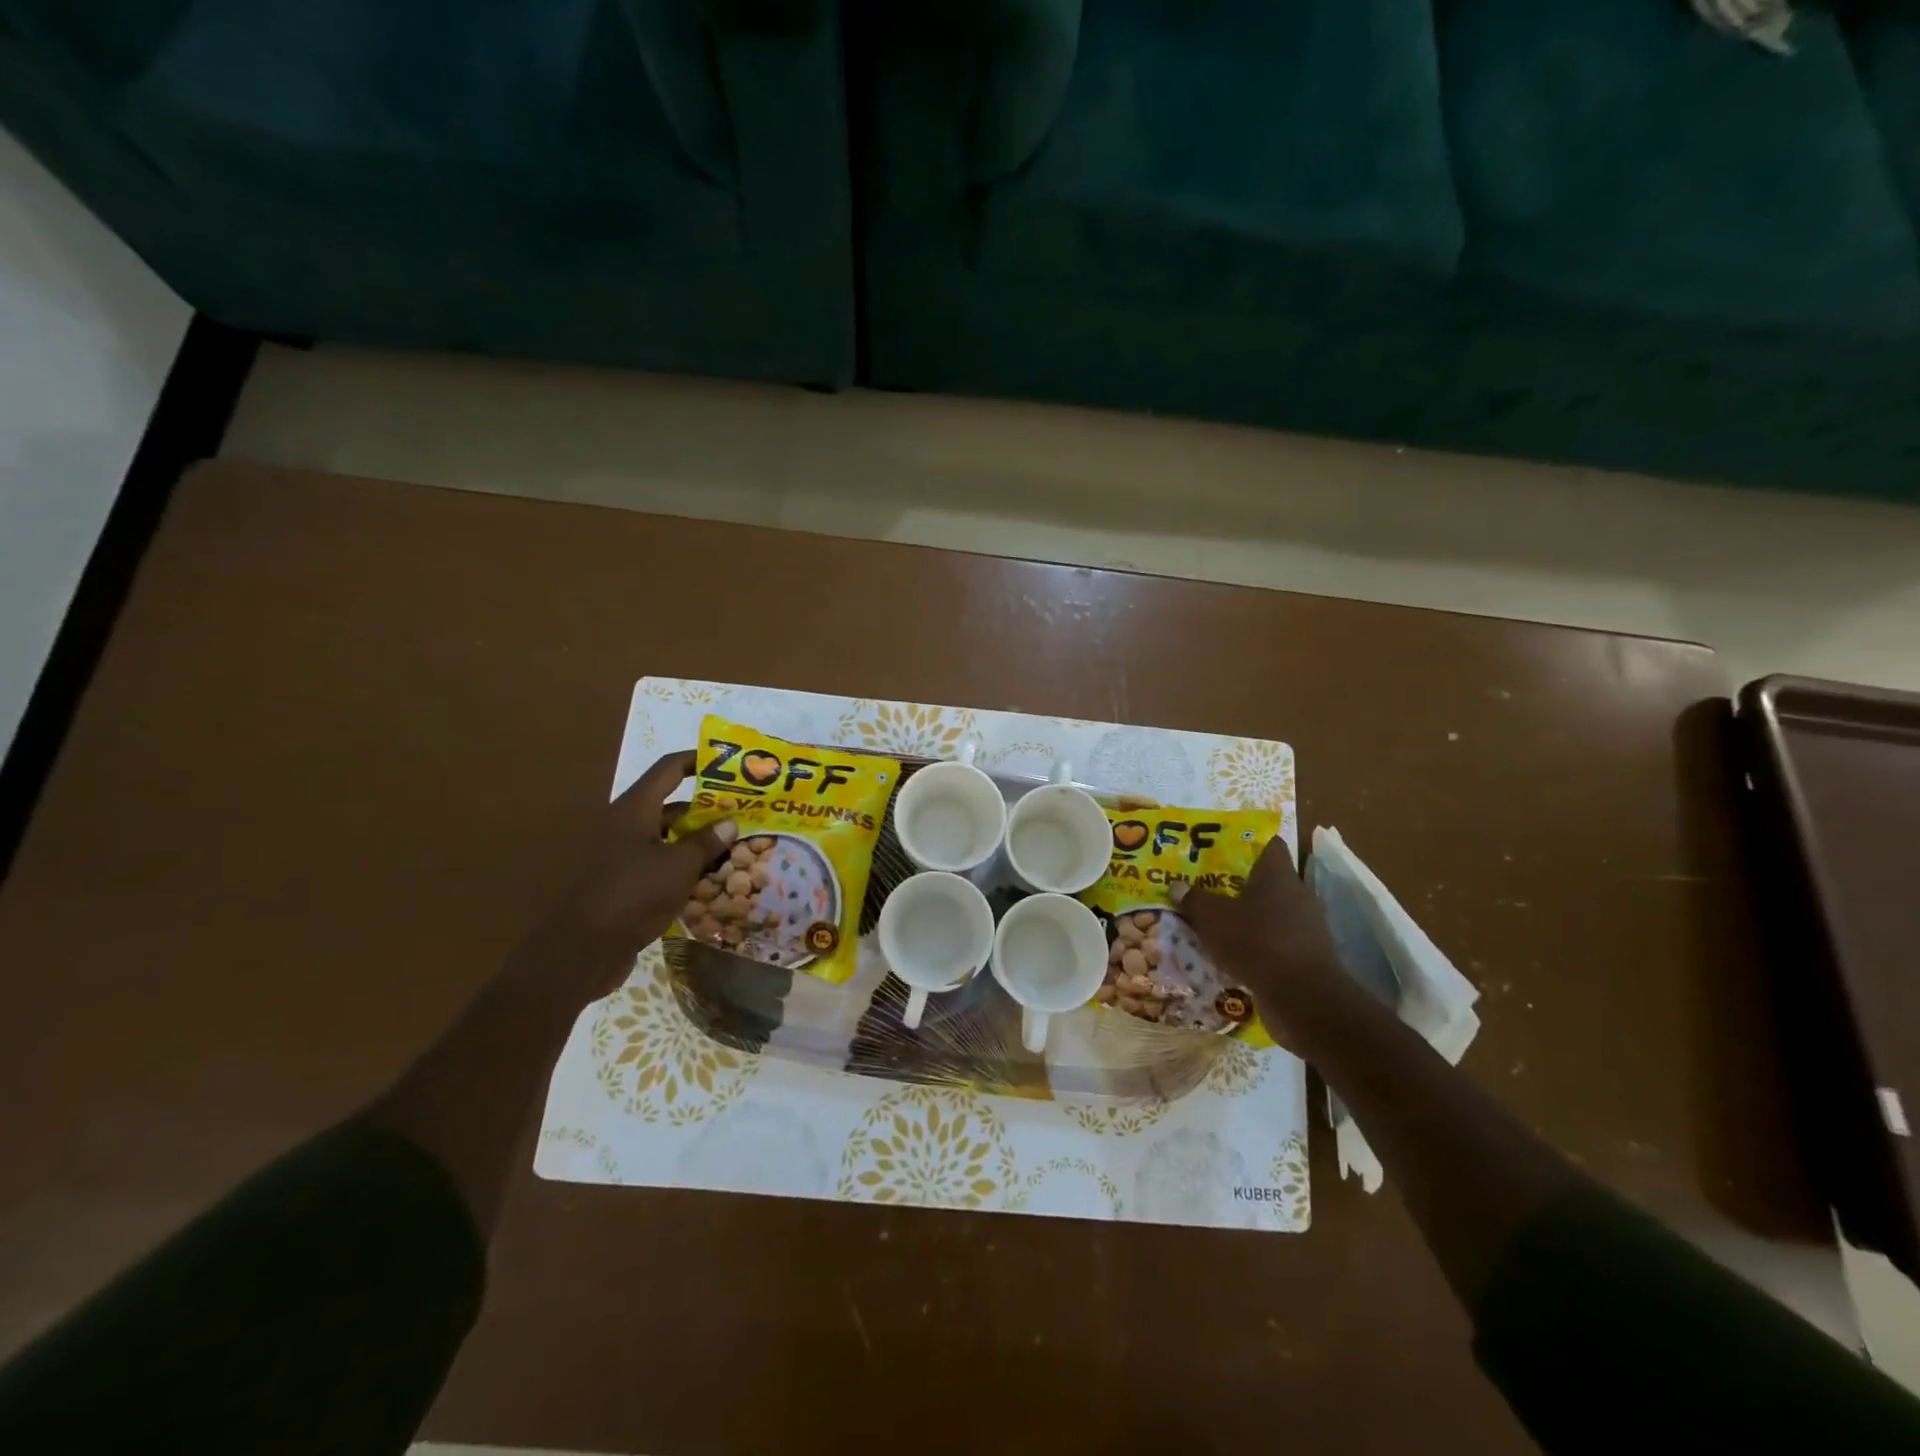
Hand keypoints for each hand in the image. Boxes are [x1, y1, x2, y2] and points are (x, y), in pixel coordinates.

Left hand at [555, 750, 736, 958]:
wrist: (583, 950)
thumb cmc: (633, 895)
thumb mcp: (679, 866)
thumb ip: (706, 842)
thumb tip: (730, 822)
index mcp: (634, 810)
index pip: (668, 770)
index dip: (697, 760)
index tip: (726, 762)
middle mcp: (625, 825)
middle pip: (670, 804)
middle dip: (706, 807)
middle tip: (740, 810)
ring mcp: (621, 855)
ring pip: (666, 836)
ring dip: (697, 838)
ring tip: (733, 844)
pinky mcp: (622, 882)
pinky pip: (658, 862)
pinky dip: (682, 864)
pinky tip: (709, 876)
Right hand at [1172, 837, 1354, 1048]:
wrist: (1302, 999)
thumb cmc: (1257, 942)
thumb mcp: (1213, 918)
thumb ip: (1194, 900)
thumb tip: (1177, 885)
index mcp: (1278, 875)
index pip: (1269, 845)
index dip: (1246, 845)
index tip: (1220, 850)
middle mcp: (1298, 895)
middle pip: (1267, 881)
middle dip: (1239, 886)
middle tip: (1208, 888)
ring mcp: (1307, 928)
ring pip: (1272, 914)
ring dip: (1249, 919)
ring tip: (1217, 924)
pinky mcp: (1308, 958)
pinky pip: (1277, 943)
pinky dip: (1258, 947)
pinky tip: (1234, 956)